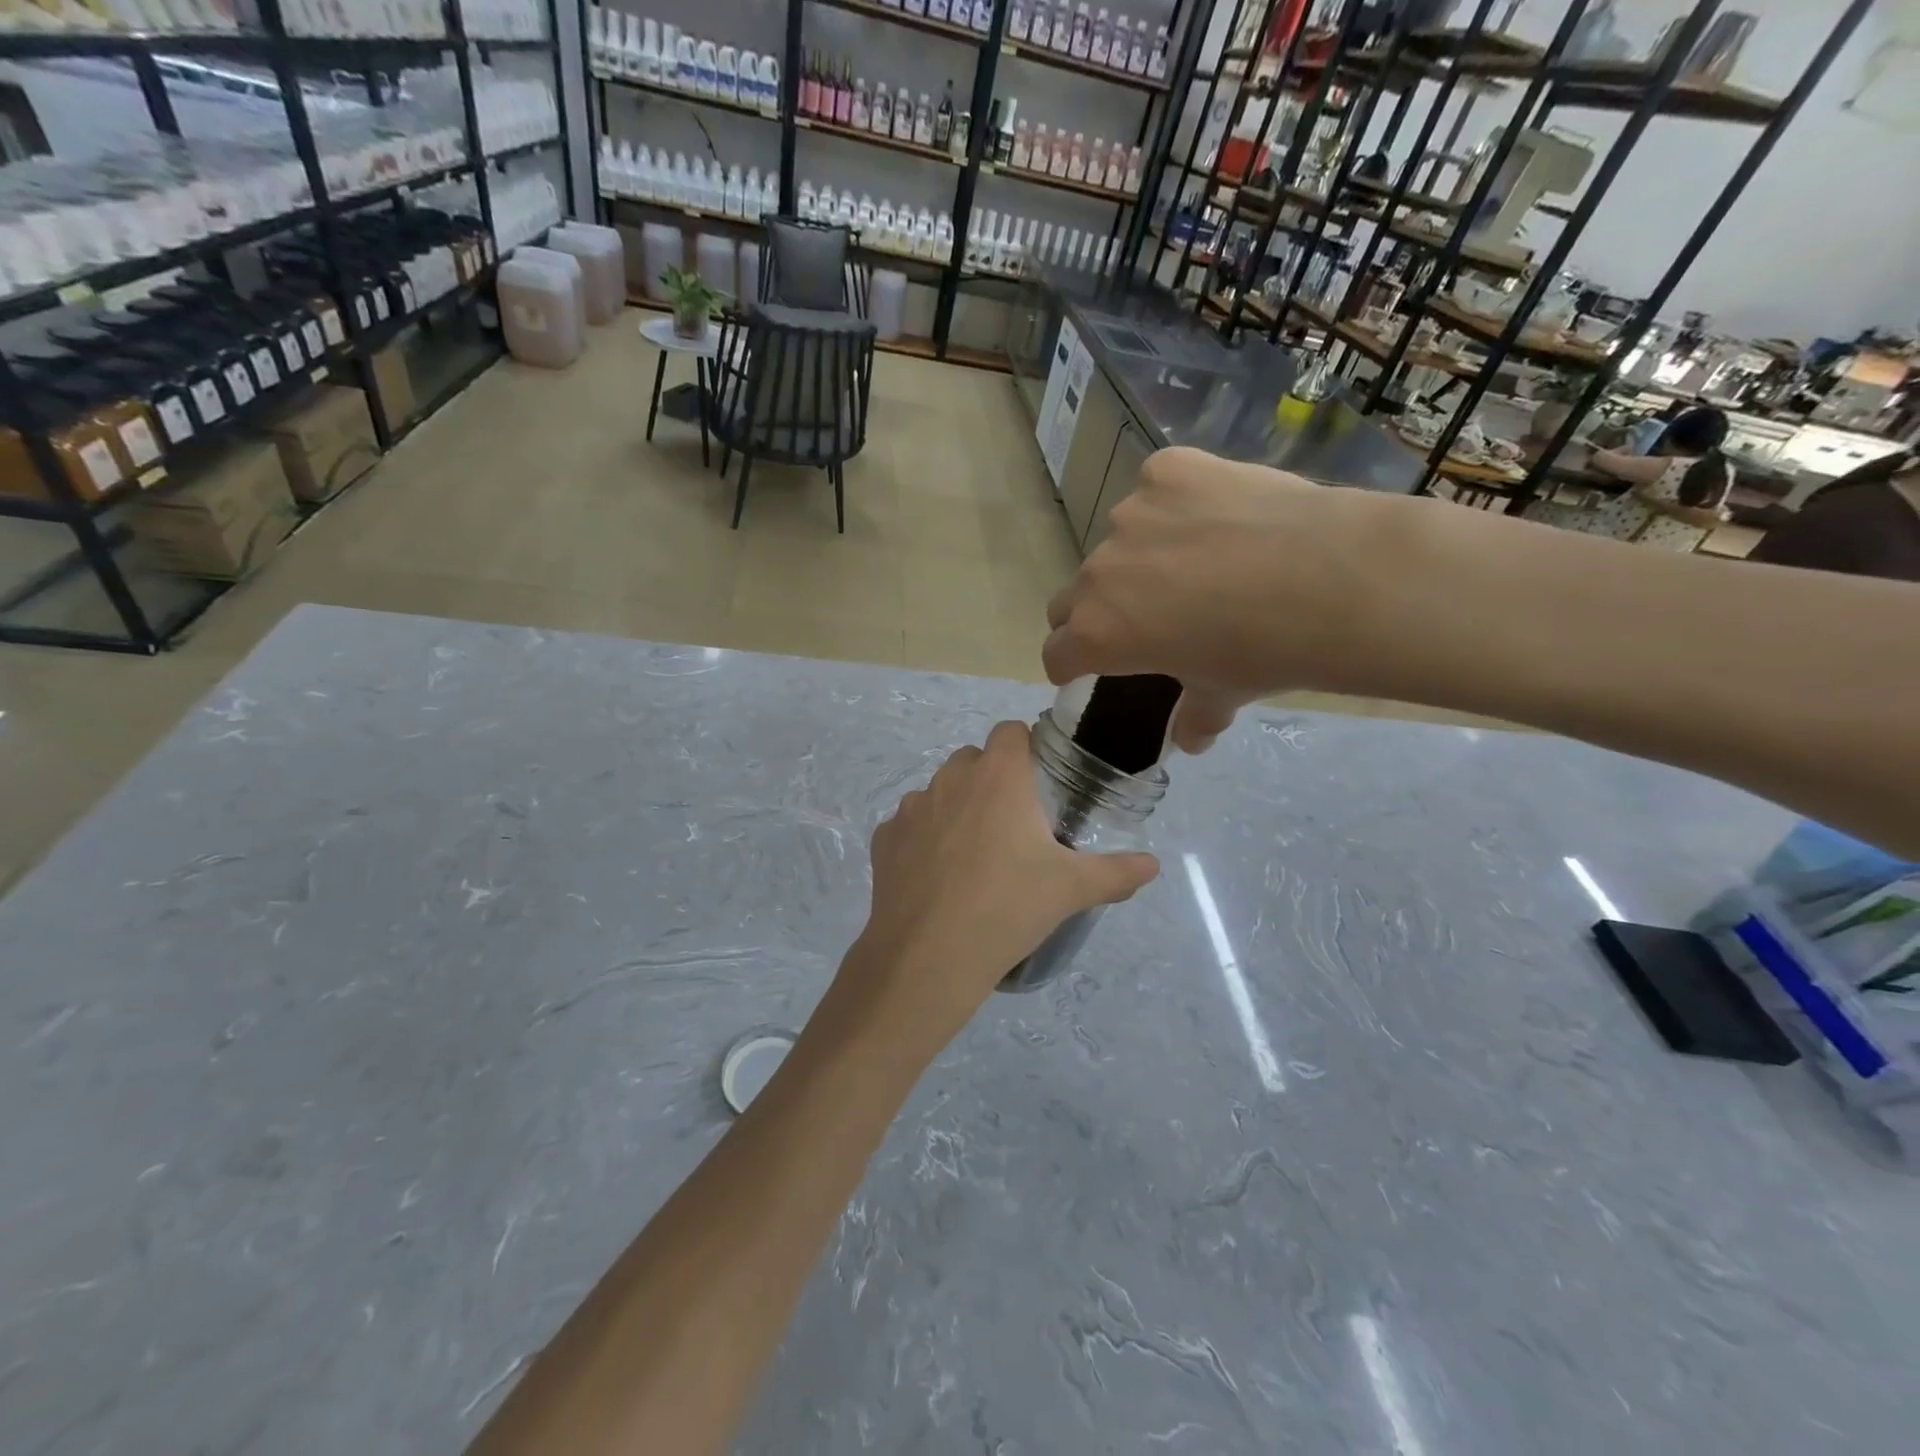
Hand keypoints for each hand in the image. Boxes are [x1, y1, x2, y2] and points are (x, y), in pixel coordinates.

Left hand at [833, 722, 1158, 1060]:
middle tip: (1012, 827)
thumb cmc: (1008, 908)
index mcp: (998, 776)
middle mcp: (951, 778)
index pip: (1010, 731)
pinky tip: (936, 878)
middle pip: (974, 760)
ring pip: (939, 791)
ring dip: (956, 808)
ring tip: (973, 857)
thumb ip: (1117, 872)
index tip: (1039, 783)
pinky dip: (922, 840)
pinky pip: (909, 826)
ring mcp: (911, 807)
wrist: (929, 956)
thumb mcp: (1072, 890)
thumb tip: (1153, 866)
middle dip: (992, 781)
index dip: (1025, 749)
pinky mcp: (884, 839)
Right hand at [1041, 447, 1379, 751]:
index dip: (1070, 664)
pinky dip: (1176, 505)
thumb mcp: (1224, 694)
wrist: (1334, 579)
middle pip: (1073, 597)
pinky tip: (1220, 515)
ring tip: (1200, 560)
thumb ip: (1195, 717)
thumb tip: (1190, 740)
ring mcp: (1131, 515)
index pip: (1056, 653)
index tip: (1086, 667)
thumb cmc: (1266, 652)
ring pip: (1118, 542)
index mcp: (1099, 634)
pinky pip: (1157, 490)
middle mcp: (1098, 573)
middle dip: (1095, 612)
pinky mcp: (1168, 470)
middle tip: (1143, 617)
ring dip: (1140, 557)